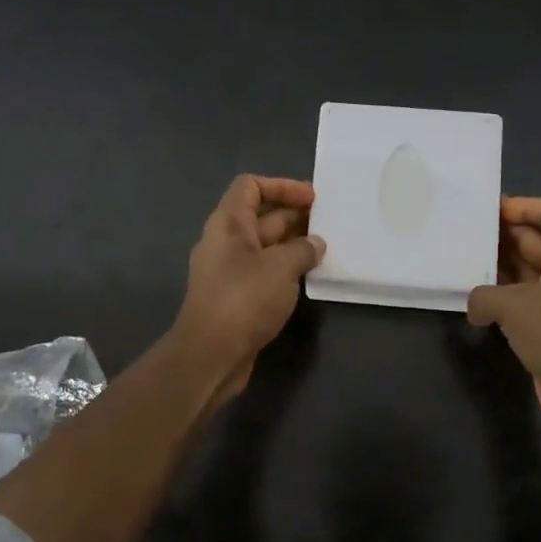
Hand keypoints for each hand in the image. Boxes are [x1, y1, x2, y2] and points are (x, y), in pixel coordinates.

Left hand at [174, 174, 324, 403]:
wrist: (210, 355)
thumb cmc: (243, 299)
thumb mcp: (280, 267)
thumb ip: (302, 250)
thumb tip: (316, 244)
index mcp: (228, 224)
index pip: (250, 186)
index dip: (282, 186)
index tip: (312, 199)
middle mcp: (226, 242)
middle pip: (261, 216)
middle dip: (295, 216)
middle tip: (330, 224)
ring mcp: (230, 271)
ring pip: (266, 246)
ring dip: (294, 245)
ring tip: (327, 250)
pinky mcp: (237, 297)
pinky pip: (265, 272)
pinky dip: (286, 270)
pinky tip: (310, 277)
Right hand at [466, 195, 540, 441]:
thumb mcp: (512, 305)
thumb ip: (483, 295)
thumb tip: (474, 305)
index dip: (525, 205)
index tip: (491, 214)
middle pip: (540, 238)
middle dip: (505, 234)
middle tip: (468, 236)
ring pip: (531, 269)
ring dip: (501, 266)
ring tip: (466, 264)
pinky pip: (528, 297)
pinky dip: (505, 295)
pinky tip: (477, 301)